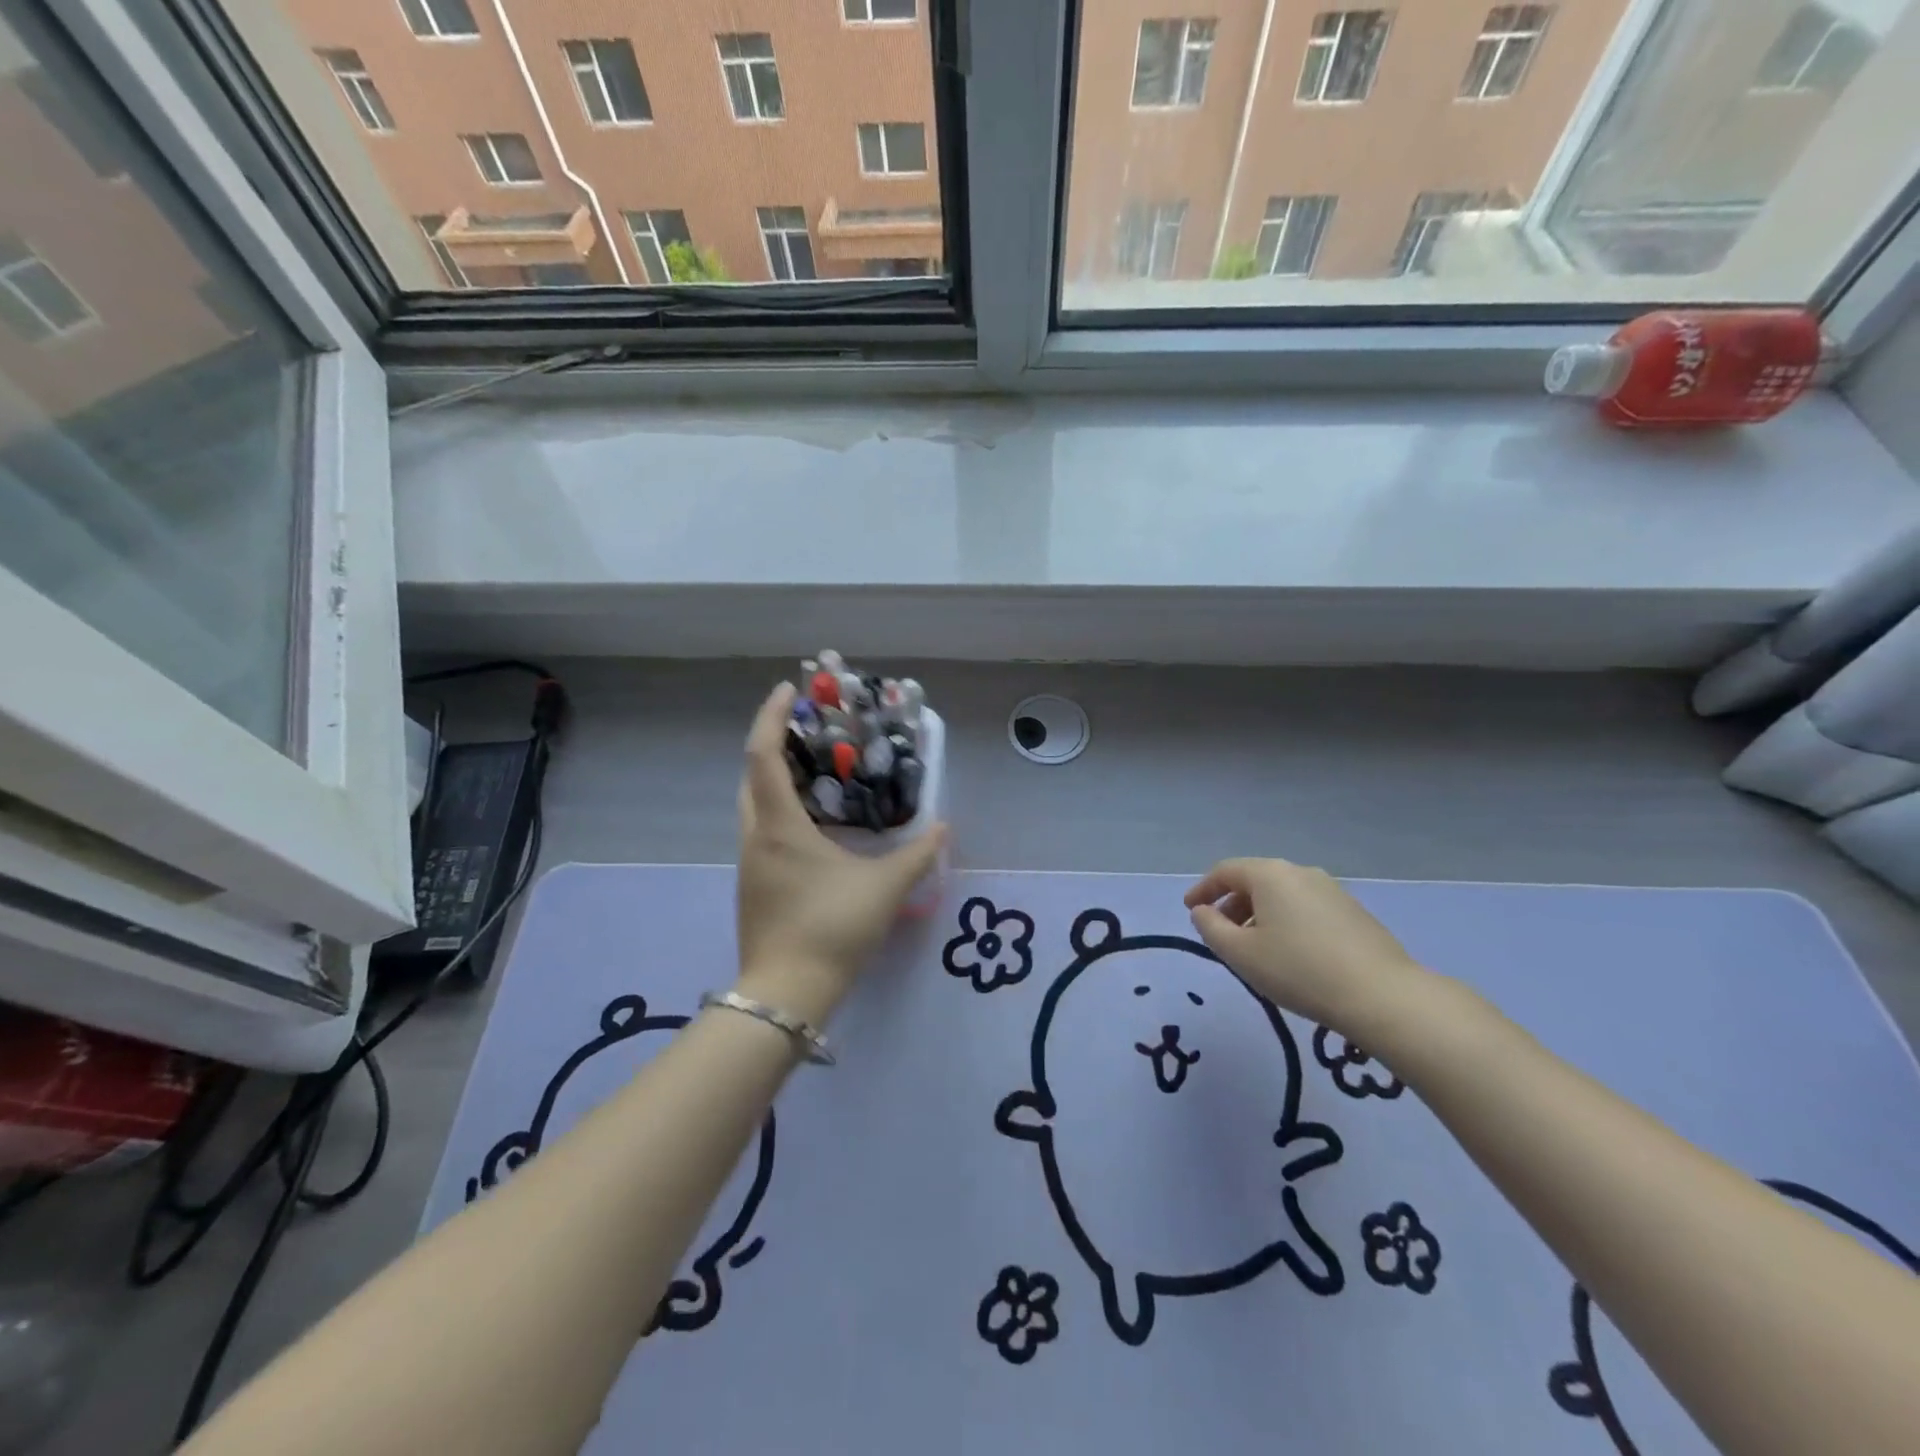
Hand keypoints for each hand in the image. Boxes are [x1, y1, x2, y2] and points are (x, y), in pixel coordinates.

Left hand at [734, 683, 947, 1024]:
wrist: (787, 995)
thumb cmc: (831, 929)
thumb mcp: (884, 889)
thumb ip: (917, 855)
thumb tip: (942, 828)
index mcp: (779, 827)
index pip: (764, 756)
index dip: (772, 717)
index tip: (789, 689)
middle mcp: (756, 838)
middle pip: (752, 776)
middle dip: (774, 744)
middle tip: (809, 731)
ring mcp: (750, 865)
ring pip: (754, 806)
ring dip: (777, 779)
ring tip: (817, 771)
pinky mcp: (754, 887)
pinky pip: (762, 832)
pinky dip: (782, 811)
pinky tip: (815, 825)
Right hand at [1183, 858, 1428, 1036]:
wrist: (1382, 996)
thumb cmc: (1298, 970)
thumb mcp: (1240, 953)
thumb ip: (1211, 928)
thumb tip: (1203, 912)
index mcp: (1270, 874)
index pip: (1224, 871)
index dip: (1202, 890)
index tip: (1190, 911)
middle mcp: (1300, 872)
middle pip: (1254, 880)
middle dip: (1231, 904)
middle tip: (1220, 933)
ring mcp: (1331, 890)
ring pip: (1282, 895)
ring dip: (1259, 914)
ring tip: (1254, 948)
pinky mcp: (1354, 912)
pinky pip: (1305, 908)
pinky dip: (1286, 922)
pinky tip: (1290, 953)